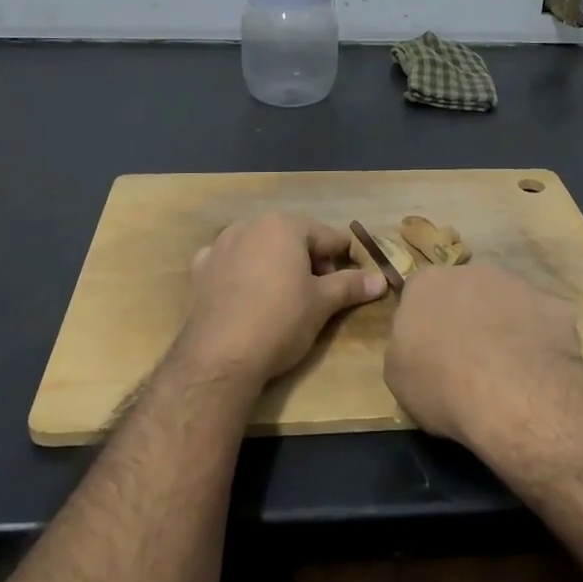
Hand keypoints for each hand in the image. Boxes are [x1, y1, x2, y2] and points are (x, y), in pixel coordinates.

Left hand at [177, 213, 385, 384]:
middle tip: (320, 295)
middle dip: (310, 262)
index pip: (328, 237)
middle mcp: (250, 225)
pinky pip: (232, 263)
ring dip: (277, 265)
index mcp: (284, 225)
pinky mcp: (201, 270)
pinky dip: (244, 273)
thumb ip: (351, 285)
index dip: (345, 259)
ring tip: (286, 298)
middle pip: (293, 239)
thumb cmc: (280, 321)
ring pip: (261, 249)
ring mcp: (220, 245)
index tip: (353, 283)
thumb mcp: (322, 303)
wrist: (219, 357)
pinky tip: (248, 297)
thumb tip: (381, 279)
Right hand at [385, 264, 582, 446]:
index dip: (426, 321)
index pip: (420, 293)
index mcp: (427, 283)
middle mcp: (472, 271)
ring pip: (507, 302)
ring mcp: (518, 285)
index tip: (430, 349)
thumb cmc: (442, 384)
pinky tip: (539, 370)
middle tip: (469, 357)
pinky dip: (540, 340)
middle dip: (468, 316)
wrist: (513, 395)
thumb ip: (406, 345)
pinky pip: (543, 321)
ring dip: (505, 325)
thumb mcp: (398, 374)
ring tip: (508, 368)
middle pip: (466, 290)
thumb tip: (420, 342)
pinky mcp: (556, 306)